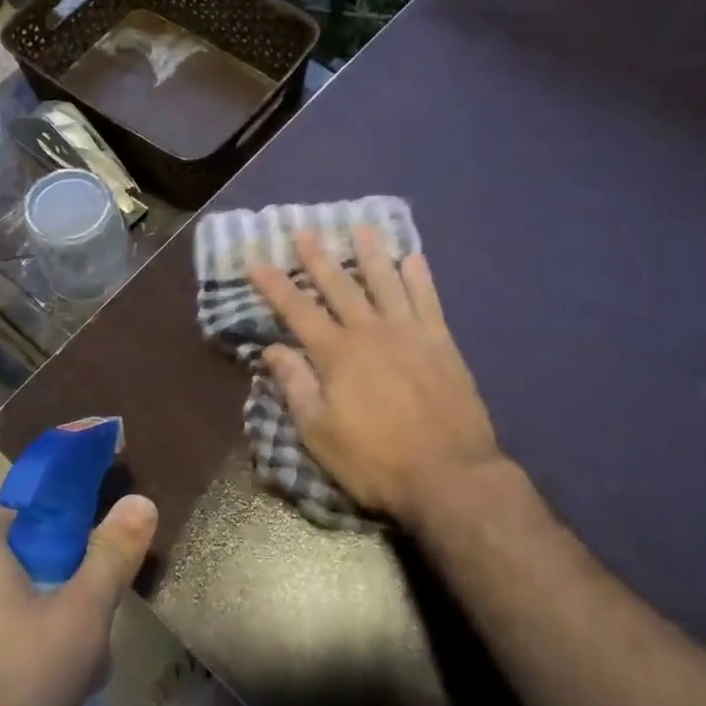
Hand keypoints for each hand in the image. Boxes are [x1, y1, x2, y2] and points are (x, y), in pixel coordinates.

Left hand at [0, 495, 157, 705]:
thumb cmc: (6, 690)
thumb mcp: (81, 621)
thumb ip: (112, 556)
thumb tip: (140, 501)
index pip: (31, 508)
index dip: (69, 534)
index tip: (91, 575)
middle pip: (12, 559)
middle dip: (53, 589)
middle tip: (82, 636)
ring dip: (25, 627)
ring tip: (53, 680)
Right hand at [248, 228, 500, 528]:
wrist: (450, 476)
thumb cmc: (376, 460)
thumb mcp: (319, 433)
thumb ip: (295, 386)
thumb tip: (272, 349)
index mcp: (336, 354)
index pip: (297, 310)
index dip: (274, 285)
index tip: (256, 261)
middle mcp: (370, 332)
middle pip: (339, 286)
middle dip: (317, 259)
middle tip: (304, 232)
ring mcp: (410, 334)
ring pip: (386, 282)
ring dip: (371, 255)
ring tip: (361, 230)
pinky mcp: (442, 344)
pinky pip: (429, 301)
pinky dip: (420, 278)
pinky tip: (414, 259)